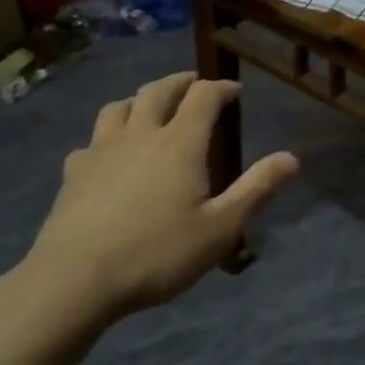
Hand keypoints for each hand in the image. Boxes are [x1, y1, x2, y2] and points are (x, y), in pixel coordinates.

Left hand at [21, 73, 297, 322]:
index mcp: (180, 143)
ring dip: (139, 100)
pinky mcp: (72, 174)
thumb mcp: (220, 228)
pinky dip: (105, 138)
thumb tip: (292, 158)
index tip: (235, 92)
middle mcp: (141, 135)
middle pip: (159, 90)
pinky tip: (107, 155)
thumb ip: (256, 189)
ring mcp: (101, 151)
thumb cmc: (156, 253)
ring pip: (119, 107)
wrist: (73, 281)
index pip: (204, 95)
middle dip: (181, 82)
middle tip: (195, 86)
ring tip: (149, 109)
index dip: (221, 88)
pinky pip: (90, 142)